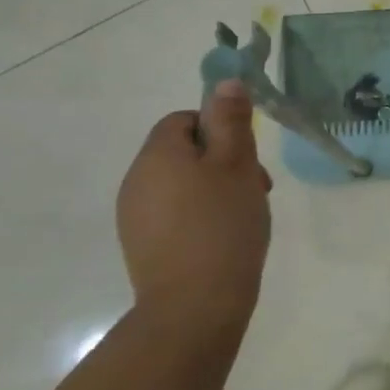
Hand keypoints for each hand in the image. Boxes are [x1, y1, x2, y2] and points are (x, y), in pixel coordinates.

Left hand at [116, 81, 272, 335]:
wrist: (195, 307)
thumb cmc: (222, 225)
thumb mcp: (237, 164)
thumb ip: (230, 120)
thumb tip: (225, 82)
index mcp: (157, 155)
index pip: (185, 120)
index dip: (220, 130)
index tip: (247, 158)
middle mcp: (136, 180)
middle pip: (183, 152)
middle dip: (222, 162)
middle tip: (256, 188)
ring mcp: (134, 217)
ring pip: (181, 184)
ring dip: (214, 190)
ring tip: (244, 216)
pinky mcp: (142, 247)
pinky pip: (174, 214)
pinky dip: (200, 217)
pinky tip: (223, 239)